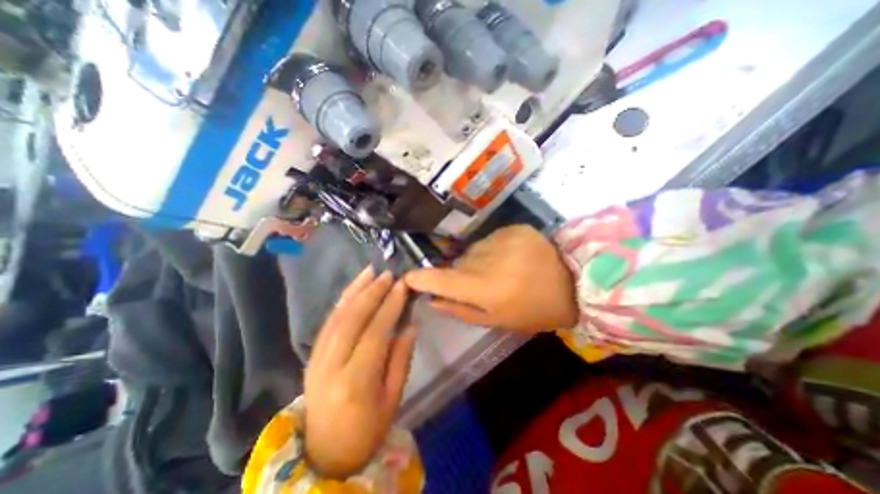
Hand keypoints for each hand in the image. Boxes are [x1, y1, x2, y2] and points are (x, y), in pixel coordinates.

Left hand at [306, 266, 416, 478]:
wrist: (325, 452)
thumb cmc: (367, 429)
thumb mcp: (393, 398)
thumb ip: (401, 358)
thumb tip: (410, 324)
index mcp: (356, 382)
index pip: (375, 333)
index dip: (390, 306)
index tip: (402, 285)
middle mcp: (331, 366)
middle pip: (353, 319)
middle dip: (372, 292)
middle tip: (388, 274)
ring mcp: (317, 359)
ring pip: (337, 316)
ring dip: (355, 290)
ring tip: (371, 272)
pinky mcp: (311, 355)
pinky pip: (328, 322)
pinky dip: (342, 301)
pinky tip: (354, 288)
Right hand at [403, 226, 577, 333]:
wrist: (574, 284)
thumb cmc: (534, 310)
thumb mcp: (496, 320)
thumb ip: (460, 310)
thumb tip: (432, 299)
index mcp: (485, 288)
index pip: (441, 279)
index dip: (421, 278)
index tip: (409, 278)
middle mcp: (489, 260)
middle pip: (457, 263)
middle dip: (460, 274)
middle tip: (480, 284)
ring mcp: (502, 239)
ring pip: (472, 251)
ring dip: (478, 261)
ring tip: (499, 270)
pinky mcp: (514, 228)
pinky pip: (490, 240)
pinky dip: (494, 250)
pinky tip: (511, 257)